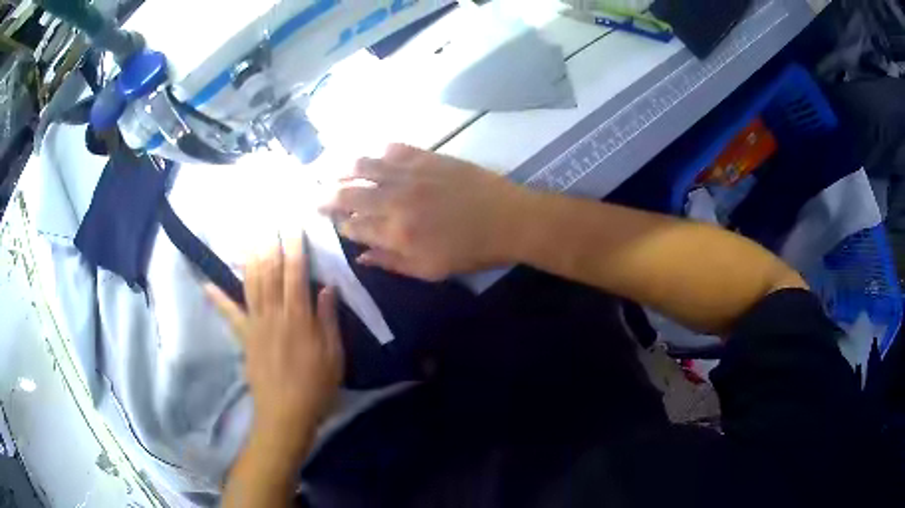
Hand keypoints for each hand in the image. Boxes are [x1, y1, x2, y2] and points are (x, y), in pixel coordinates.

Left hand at [206, 238, 343, 458]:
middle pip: (270, 272)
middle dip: (270, 243)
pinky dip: (217, 298)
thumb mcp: (334, 356)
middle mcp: (274, 314)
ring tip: (248, 234)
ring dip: (249, 257)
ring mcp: (255, 324)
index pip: (296, 274)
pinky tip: (206, 282)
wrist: (286, 414)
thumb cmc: (316, 387)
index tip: (293, 225)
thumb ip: (329, 320)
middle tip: (268, 219)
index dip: (294, 247)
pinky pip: (229, 313)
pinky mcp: (244, 337)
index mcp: (300, 318)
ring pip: (251, 283)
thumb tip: (328, 287)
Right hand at [321, 144, 532, 280]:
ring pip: (365, 166)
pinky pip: (395, 149)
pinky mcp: (428, 157)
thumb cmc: (471, 251)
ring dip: (342, 168)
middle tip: (314, 195)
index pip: (354, 227)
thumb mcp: (430, 270)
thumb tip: (360, 256)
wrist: (509, 220)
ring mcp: (411, 174)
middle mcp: (395, 200)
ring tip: (329, 169)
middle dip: (326, 195)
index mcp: (396, 233)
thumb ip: (391, 263)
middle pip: (349, 194)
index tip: (333, 223)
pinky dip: (379, 151)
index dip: (340, 225)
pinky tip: (372, 155)